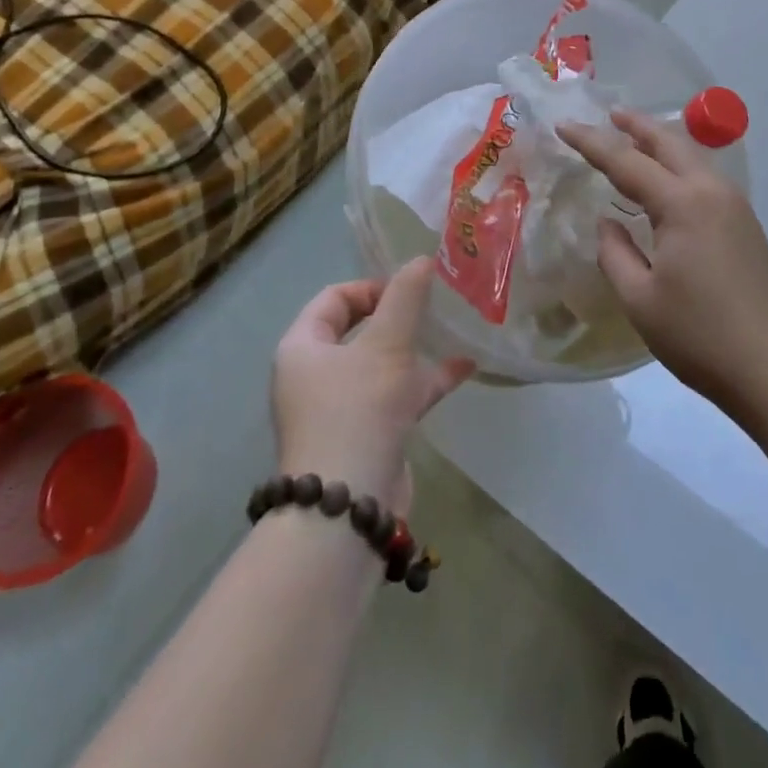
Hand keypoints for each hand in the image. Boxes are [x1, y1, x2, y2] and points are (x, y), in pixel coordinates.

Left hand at [272, 257, 474, 514]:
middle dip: (398, 316)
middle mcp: (315, 375)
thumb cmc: (357, 411)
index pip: (333, 299)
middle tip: (434, 305)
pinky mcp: (367, 434)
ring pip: (381, 364)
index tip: (409, 289)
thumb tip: (422, 258)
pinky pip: (396, 395)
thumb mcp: (385, 346)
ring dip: (415, 348)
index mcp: (303, 347)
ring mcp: (341, 408)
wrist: (347, 509)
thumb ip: (406, 299)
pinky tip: (464, 369)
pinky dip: (425, 381)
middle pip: (358, 330)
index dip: (371, 287)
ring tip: (453, 331)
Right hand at [560, 110, 767, 409]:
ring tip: (633, 141)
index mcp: (683, 204)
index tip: (564, 125)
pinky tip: (665, 184)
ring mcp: (735, 208)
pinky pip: (705, 179)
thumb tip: (609, 223)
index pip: (627, 162)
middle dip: (637, 125)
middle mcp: (712, 192)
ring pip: (692, 158)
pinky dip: (678, 167)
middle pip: (670, 143)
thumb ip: (615, 253)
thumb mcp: (640, 299)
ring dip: (661, 144)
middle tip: (609, 114)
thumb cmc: (700, 336)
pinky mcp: (746, 227)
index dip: (592, 142)